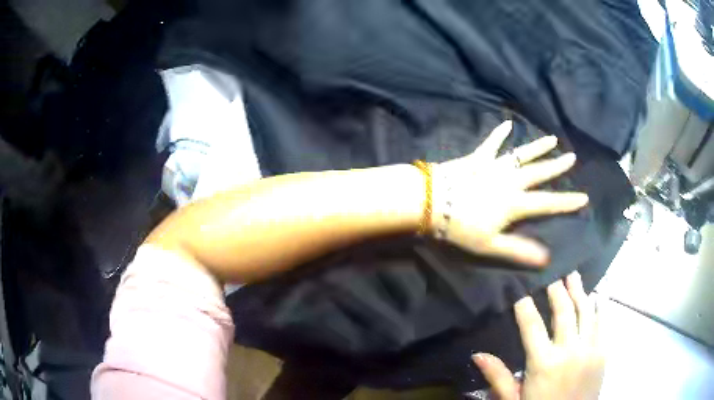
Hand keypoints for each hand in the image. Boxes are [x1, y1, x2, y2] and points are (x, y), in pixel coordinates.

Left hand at [434, 121, 588, 265]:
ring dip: (538, 147)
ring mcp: (494, 165)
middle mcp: (510, 180)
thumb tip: (546, 258)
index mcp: (515, 203)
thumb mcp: (490, 245)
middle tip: (573, 157)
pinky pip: (491, 143)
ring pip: (522, 154)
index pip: (548, 203)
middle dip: (557, 166)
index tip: (584, 197)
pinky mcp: (478, 157)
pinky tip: (507, 122)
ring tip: (552, 138)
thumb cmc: (460, 227)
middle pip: (539, 172)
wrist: (431, 201)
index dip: (567, 201)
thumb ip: (519, 250)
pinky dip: (499, 133)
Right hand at [473, 272, 604, 399]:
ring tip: (573, 275)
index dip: (525, 306)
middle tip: (552, 274)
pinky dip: (600, 306)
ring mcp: (590, 349)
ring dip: (579, 291)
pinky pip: (602, 323)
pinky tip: (597, 294)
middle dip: (556, 290)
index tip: (521, 291)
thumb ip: (498, 376)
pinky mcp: (603, 352)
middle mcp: (569, 351)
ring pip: (585, 311)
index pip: (532, 326)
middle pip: (563, 312)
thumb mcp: (514, 399)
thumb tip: (477, 354)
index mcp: (543, 363)